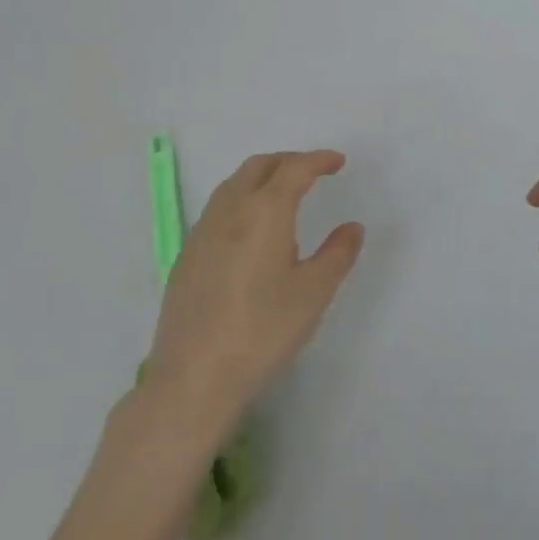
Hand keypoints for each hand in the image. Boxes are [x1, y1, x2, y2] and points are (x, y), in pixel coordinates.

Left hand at [143, 150, 363, 439]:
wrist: (193, 379)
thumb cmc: (262, 331)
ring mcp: (202, 233)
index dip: (318, 160)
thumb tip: (352, 227)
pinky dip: (242, 200)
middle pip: (259, 167)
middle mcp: (230, 211)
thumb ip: (337, 254)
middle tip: (313, 172)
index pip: (294, 169)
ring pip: (233, 185)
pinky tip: (251, 231)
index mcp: (265, 212)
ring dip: (262, 177)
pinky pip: (218, 209)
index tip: (338, 162)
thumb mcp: (314, 293)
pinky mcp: (187, 256)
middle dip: (289, 161)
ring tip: (284, 195)